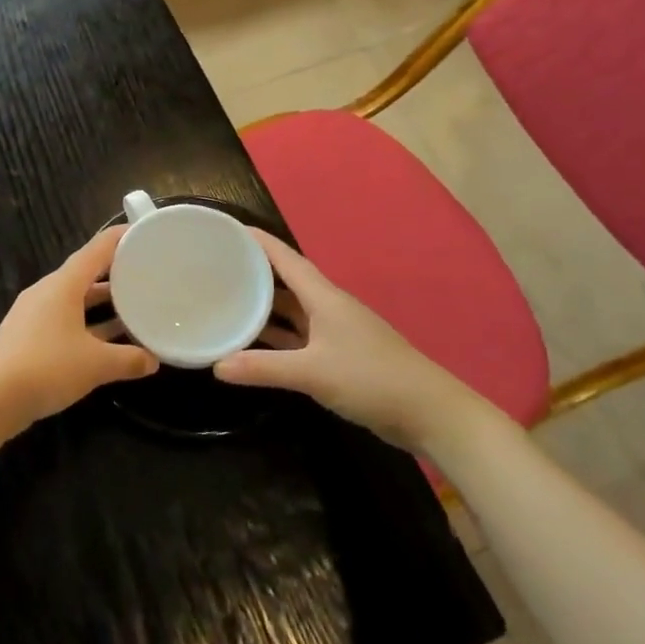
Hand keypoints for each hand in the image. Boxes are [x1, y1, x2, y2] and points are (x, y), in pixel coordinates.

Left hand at [0, 226, 157, 434]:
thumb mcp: (97, 364)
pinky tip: (104, 341)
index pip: (96, 250)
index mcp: (63, 285)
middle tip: (143, 273)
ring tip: (131, 307)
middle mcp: (46, 292)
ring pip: (74, 300)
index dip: (119, 239)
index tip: (142, 232)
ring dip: (100, 303)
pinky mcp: (26, 337)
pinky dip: (86, 324)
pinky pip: (63, 320)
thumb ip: (128, 359)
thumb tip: (153, 360)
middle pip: (84, 274)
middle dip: (113, 273)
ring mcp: (33, 315)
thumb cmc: (48, 368)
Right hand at [213, 230, 489, 454]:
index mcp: (324, 298)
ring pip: (292, 311)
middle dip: (255, 273)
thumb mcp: (312, 372)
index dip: (259, 242)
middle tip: (216, 267)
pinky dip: (276, 337)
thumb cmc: (371, 379)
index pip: (286, 259)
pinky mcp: (339, 357)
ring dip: (263, 307)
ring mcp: (335, 333)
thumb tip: (216, 366)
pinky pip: (298, 337)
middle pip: (286, 282)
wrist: (429, 413)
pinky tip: (253, 343)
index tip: (228, 230)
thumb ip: (263, 368)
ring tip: (226, 301)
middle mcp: (328, 308)